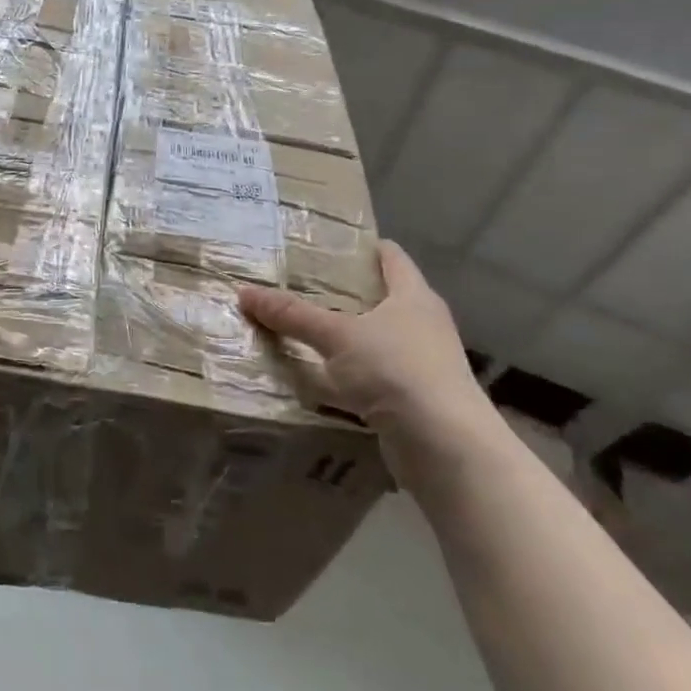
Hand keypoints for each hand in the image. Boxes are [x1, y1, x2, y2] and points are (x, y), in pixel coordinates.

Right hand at [238, 241, 497, 460]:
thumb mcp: (337, 336)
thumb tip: (244, 292)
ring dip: (341, 337)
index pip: (391, 257)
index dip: (362, 246)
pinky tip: (314, 377)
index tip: (326, 242)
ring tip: (298, 327)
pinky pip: (370, 377)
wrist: (446, 448)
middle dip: (341, 292)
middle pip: (379, 298)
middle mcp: (422, 325)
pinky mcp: (411, 400)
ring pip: (372, 339)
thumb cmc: (397, 371)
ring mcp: (420, 364)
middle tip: (297, 283)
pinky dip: (344, 376)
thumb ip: (293, 315)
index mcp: (413, 296)